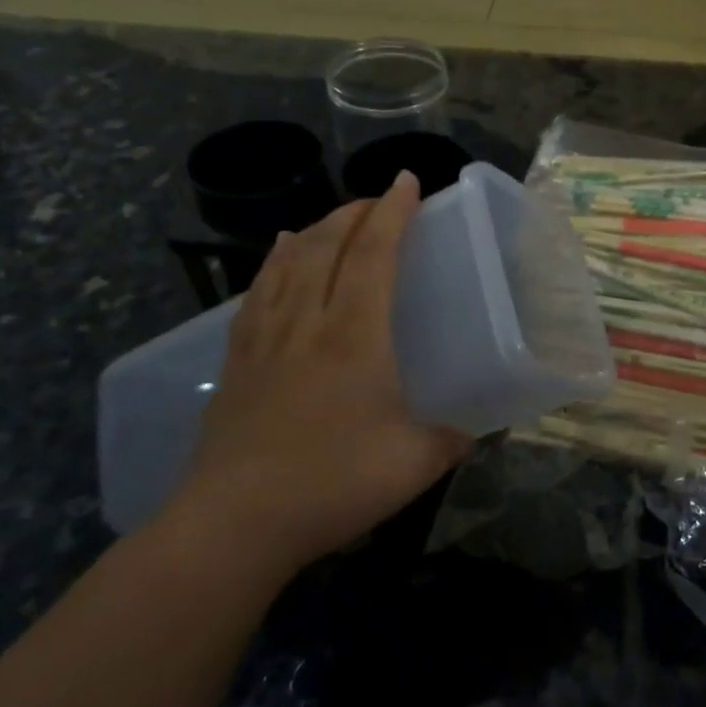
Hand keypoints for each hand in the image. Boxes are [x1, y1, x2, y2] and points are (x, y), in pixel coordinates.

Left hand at [164, 173, 471, 585]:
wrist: (234, 523)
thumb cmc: (332, 484)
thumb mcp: (414, 465)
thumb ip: (451, 440)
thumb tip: (471, 433)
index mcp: (355, 336)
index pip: (373, 255)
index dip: (392, 213)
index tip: (407, 184)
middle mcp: (308, 322)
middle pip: (327, 245)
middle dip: (355, 212)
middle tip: (378, 201)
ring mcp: (266, 339)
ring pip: (288, 261)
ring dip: (316, 229)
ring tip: (336, 218)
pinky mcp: (237, 360)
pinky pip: (258, 291)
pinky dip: (274, 261)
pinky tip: (278, 252)